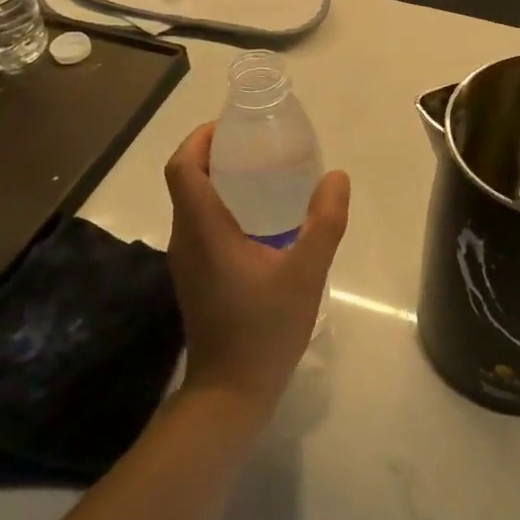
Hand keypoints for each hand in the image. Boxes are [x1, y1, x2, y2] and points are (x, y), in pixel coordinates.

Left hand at [163, 122, 350, 414]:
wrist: (230, 393)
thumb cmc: (264, 330)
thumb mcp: (306, 273)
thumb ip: (325, 222)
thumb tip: (336, 176)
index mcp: (203, 230)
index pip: (182, 168)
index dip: (199, 138)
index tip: (232, 126)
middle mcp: (186, 239)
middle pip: (186, 180)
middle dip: (214, 153)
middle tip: (258, 143)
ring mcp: (187, 260)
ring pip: (193, 203)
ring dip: (219, 179)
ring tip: (264, 172)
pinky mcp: (196, 276)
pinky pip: (201, 224)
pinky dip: (223, 205)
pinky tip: (263, 217)